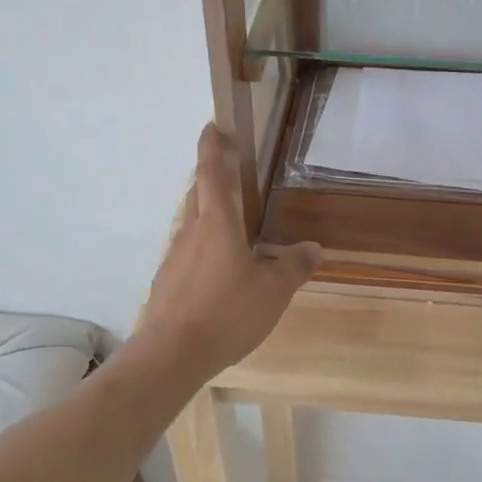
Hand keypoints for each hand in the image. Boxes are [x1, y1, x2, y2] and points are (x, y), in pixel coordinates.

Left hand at [133, 125, 321, 380]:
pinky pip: (187, 253)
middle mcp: (191, 233)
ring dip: (207, 216)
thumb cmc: (226, 313)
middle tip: (229, 174)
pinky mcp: (167, 282)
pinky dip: (202, 249)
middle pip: (198, 195)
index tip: (212, 126)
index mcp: (217, 224)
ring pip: (191, 225)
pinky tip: (218, 272)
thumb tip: (313, 247)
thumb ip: (293, 267)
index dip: (212, 147)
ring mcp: (174, 258)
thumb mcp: (272, 292)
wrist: (170, 355)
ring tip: (231, 228)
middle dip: (210, 178)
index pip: (211, 173)